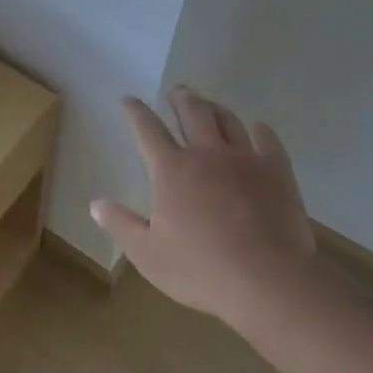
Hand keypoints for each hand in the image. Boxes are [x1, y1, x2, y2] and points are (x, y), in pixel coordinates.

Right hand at [91, 86, 319, 329]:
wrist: (267, 280)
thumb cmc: (199, 269)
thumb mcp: (147, 253)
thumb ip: (120, 225)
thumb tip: (95, 204)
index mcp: (171, 170)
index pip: (147, 129)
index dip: (135, 112)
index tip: (128, 100)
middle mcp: (206, 154)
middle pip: (192, 113)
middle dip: (181, 99)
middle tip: (176, 92)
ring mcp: (245, 159)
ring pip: (228, 120)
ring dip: (215, 108)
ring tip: (209, 105)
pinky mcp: (276, 172)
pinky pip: (267, 140)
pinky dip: (259, 130)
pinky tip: (258, 129)